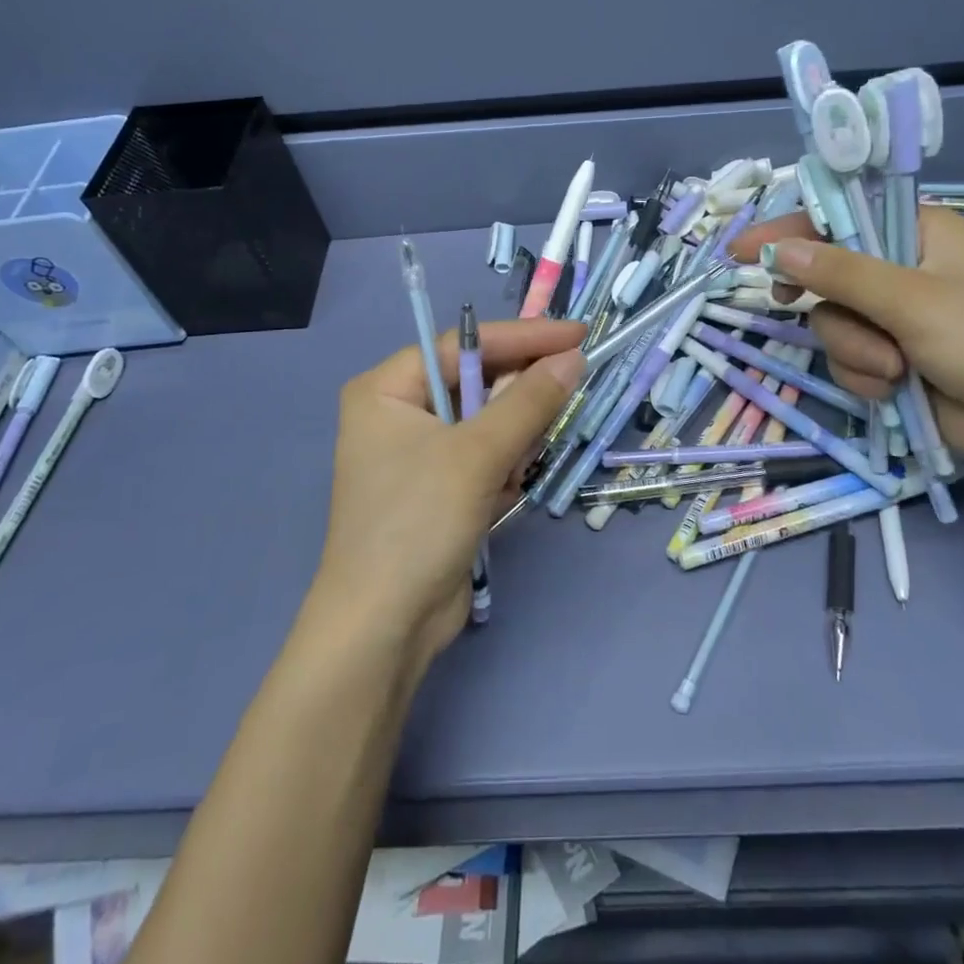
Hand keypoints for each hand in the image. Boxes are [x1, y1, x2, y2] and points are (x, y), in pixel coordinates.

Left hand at [314, 319, 584, 671]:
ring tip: (511, 473)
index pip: (464, 343)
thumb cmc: (418, 522)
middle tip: (561, 405)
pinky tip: (500, 499)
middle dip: (517, 402)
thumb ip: (528, 401)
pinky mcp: (438, 489)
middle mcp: (398, 412)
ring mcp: (418, 453)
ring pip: (488, 423)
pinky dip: (502, 471)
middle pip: (477, 382)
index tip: (579, 335)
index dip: (524, 337)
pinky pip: (484, 458)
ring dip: (512, 444)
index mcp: (387, 388)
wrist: (384, 629)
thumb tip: (573, 359)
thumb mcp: (477, 454)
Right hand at [729, 208, 963, 465]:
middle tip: (785, 300)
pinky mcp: (894, 359)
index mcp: (917, 232)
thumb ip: (841, 274)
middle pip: (827, 274)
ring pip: (833, 323)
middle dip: (826, 301)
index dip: (788, 230)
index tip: (743, 250)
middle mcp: (902, 269)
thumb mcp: (914, 300)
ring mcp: (897, 317)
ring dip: (855, 349)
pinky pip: (849, 358)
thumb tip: (777, 250)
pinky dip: (865, 375)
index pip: (838, 218)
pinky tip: (895, 388)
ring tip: (894, 368)